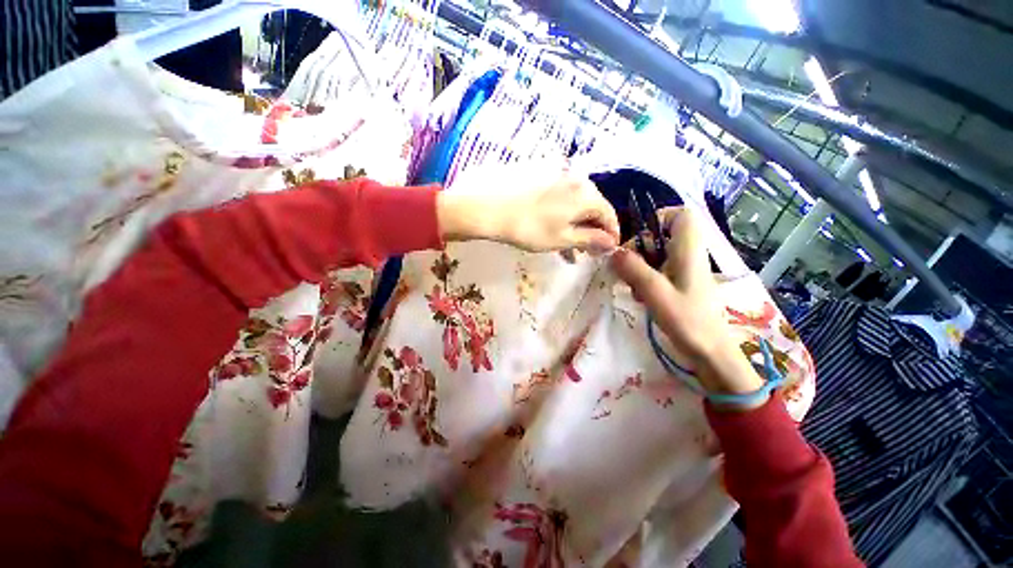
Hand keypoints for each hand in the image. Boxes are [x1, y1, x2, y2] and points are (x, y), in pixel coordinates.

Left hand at [437, 163, 619, 253]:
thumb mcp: (563, 238)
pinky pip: (562, 201)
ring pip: (576, 207)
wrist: (492, 209)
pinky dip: (564, 218)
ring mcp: (559, 178)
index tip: (609, 250)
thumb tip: (611, 242)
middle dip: (593, 233)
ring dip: (577, 228)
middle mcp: (577, 181)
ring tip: (571, 250)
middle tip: (588, 253)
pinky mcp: (544, 180)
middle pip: (594, 209)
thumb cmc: (531, 228)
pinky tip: (557, 234)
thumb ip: (590, 239)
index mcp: (587, 195)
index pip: (609, 215)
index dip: (611, 235)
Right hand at [610, 207, 764, 404]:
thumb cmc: (688, 321)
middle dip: (639, 250)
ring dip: (639, 267)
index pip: (681, 216)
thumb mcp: (656, 294)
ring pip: (656, 255)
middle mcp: (689, 256)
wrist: (711, 353)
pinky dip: (645, 279)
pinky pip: (658, 271)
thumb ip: (634, 270)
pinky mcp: (680, 284)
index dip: (658, 218)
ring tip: (632, 287)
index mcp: (689, 252)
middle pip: (661, 236)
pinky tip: (640, 296)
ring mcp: (685, 271)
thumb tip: (614, 251)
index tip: (638, 238)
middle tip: (626, 268)